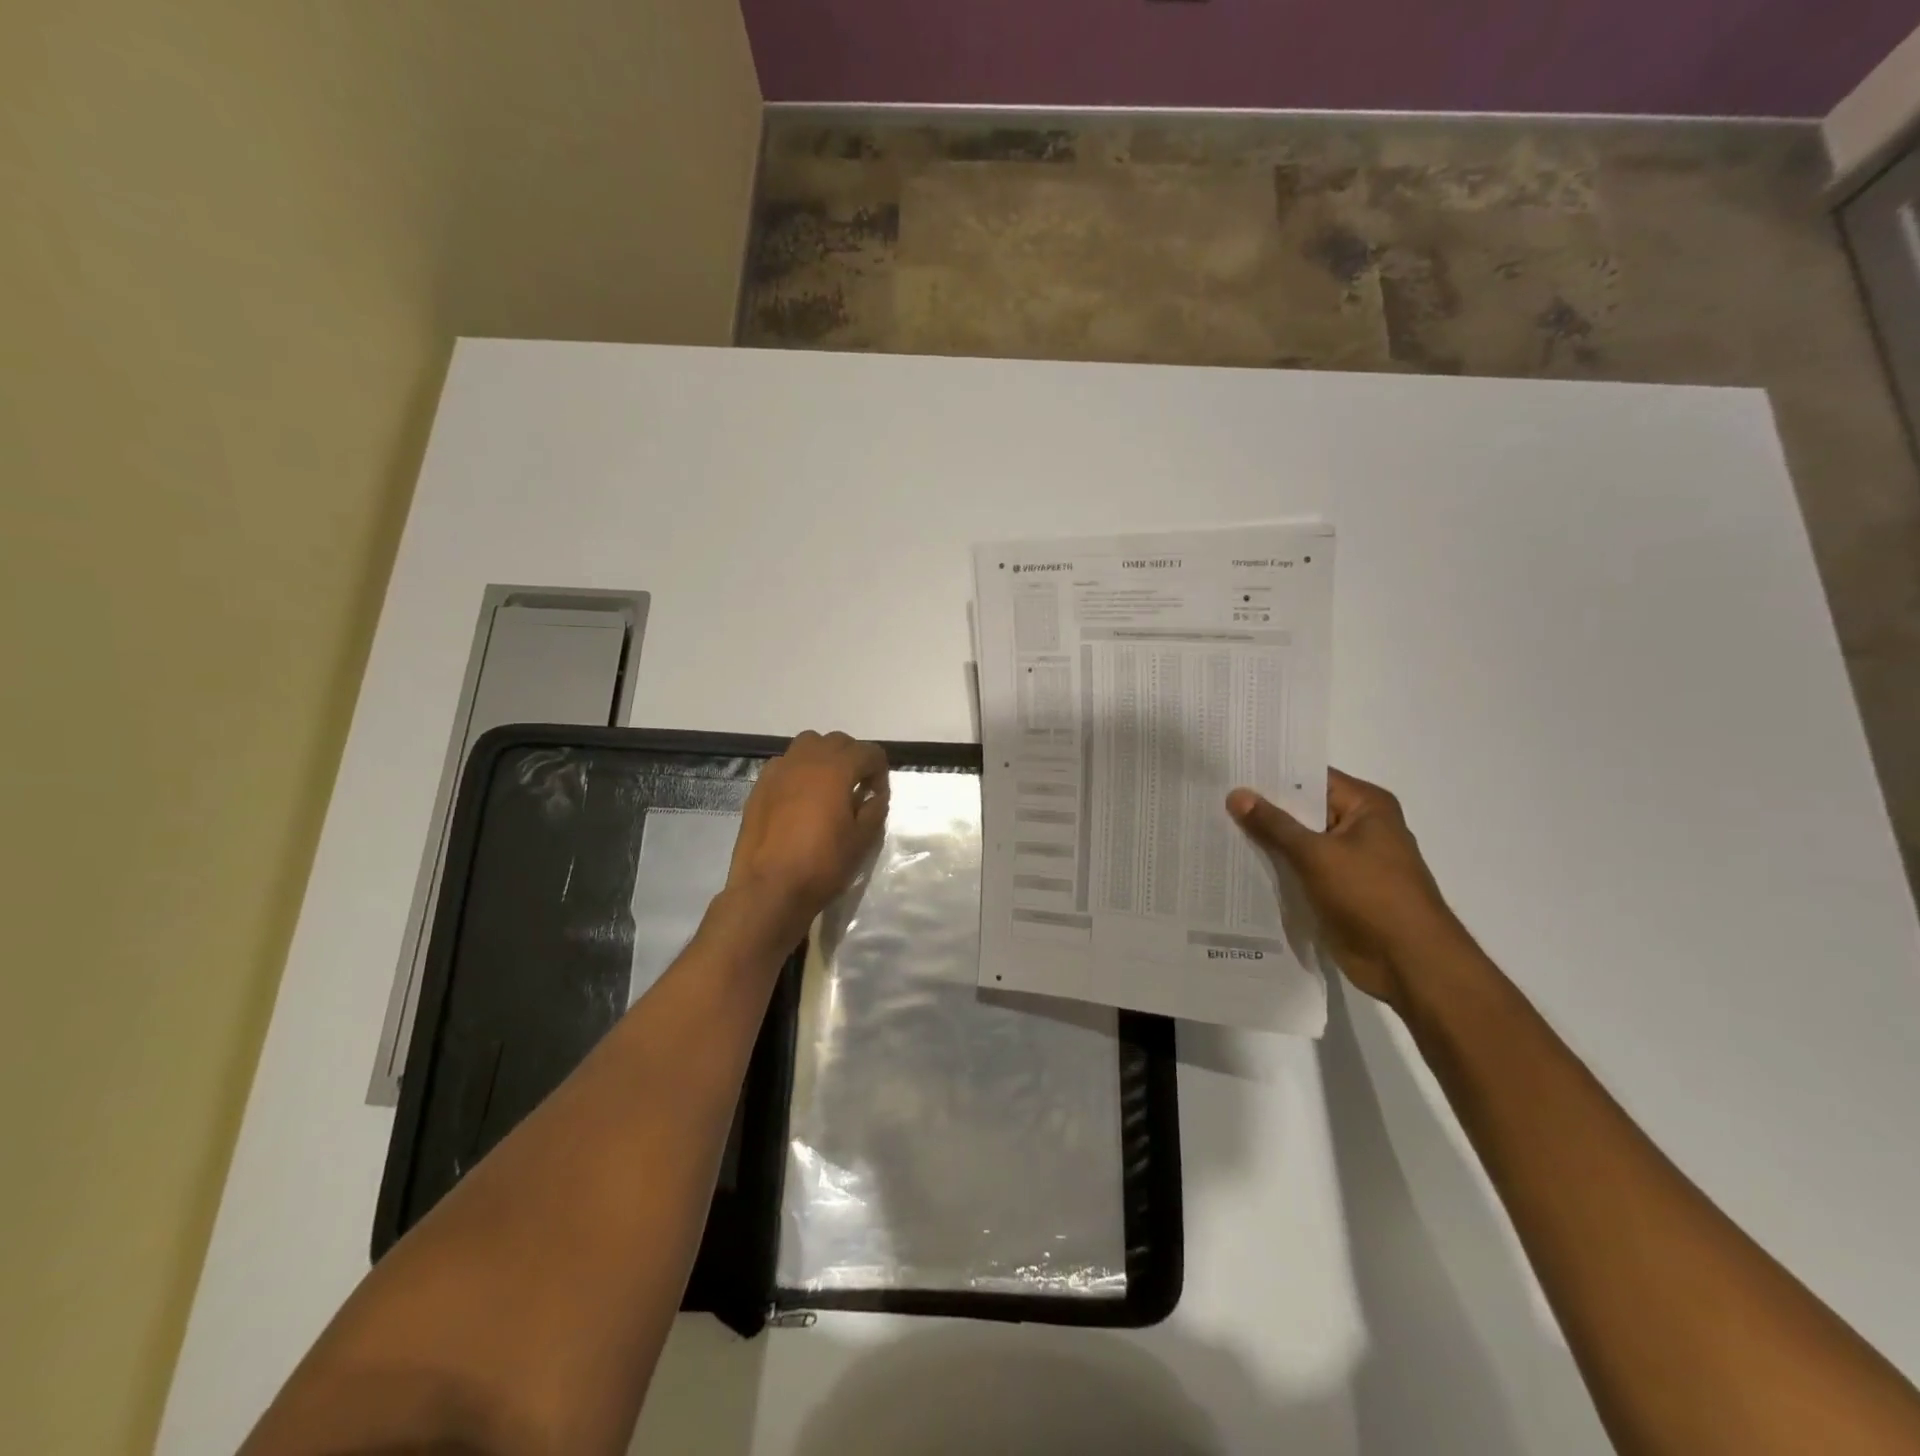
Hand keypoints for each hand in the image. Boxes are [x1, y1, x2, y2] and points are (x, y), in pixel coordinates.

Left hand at [727, 730, 889, 944]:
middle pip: (837, 742)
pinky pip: (785, 764)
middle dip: (853, 758)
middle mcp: (806, 760)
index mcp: (835, 769)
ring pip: (808, 745)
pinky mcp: (759, 786)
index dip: (880, 771)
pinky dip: (799, 771)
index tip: (877, 796)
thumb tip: (874, 795)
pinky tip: (800, 799)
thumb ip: (874, 808)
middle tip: (857, 788)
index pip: (868, 752)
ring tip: (828, 788)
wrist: (769, 889)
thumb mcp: (862, 839)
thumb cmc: (822, 864)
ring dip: (824, 758)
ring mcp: (778, 770)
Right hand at [1227, 769, 1466, 1009]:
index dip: (1272, 774)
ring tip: (1216, 826)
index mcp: (1367, 806)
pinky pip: (1301, 869)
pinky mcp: (1339, 889)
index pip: (1311, 777)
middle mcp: (1360, 826)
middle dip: (1263, 808)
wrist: (1409, 963)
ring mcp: (1350, 860)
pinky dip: (1277, 866)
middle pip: (1303, 809)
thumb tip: (1236, 794)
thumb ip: (1273, 824)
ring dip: (1267, 840)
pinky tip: (1238, 862)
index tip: (1232, 770)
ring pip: (1300, 841)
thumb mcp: (1316, 854)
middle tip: (1214, 797)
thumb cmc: (1370, 896)